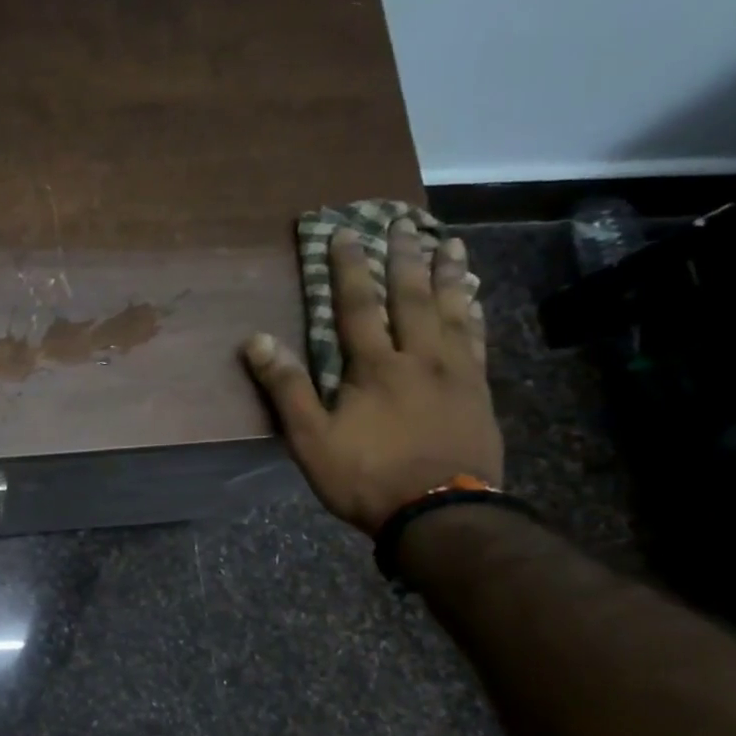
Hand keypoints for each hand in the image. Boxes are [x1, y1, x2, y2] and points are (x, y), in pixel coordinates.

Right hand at [242, 222, 502, 534]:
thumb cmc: (367, 478)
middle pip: (411, 297)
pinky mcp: (478, 392)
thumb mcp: (311, 439)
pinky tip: (476, 300)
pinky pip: (478, 340)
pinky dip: (475, 313)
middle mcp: (418, 358)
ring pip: (453, 311)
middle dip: (404, 257)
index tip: (345, 234)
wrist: (440, 513)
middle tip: (405, 222)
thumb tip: (257, 340)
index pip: (357, 306)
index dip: (348, 268)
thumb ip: (287, 388)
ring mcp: (455, 373)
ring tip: (450, 243)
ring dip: (448, 275)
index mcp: (374, 367)